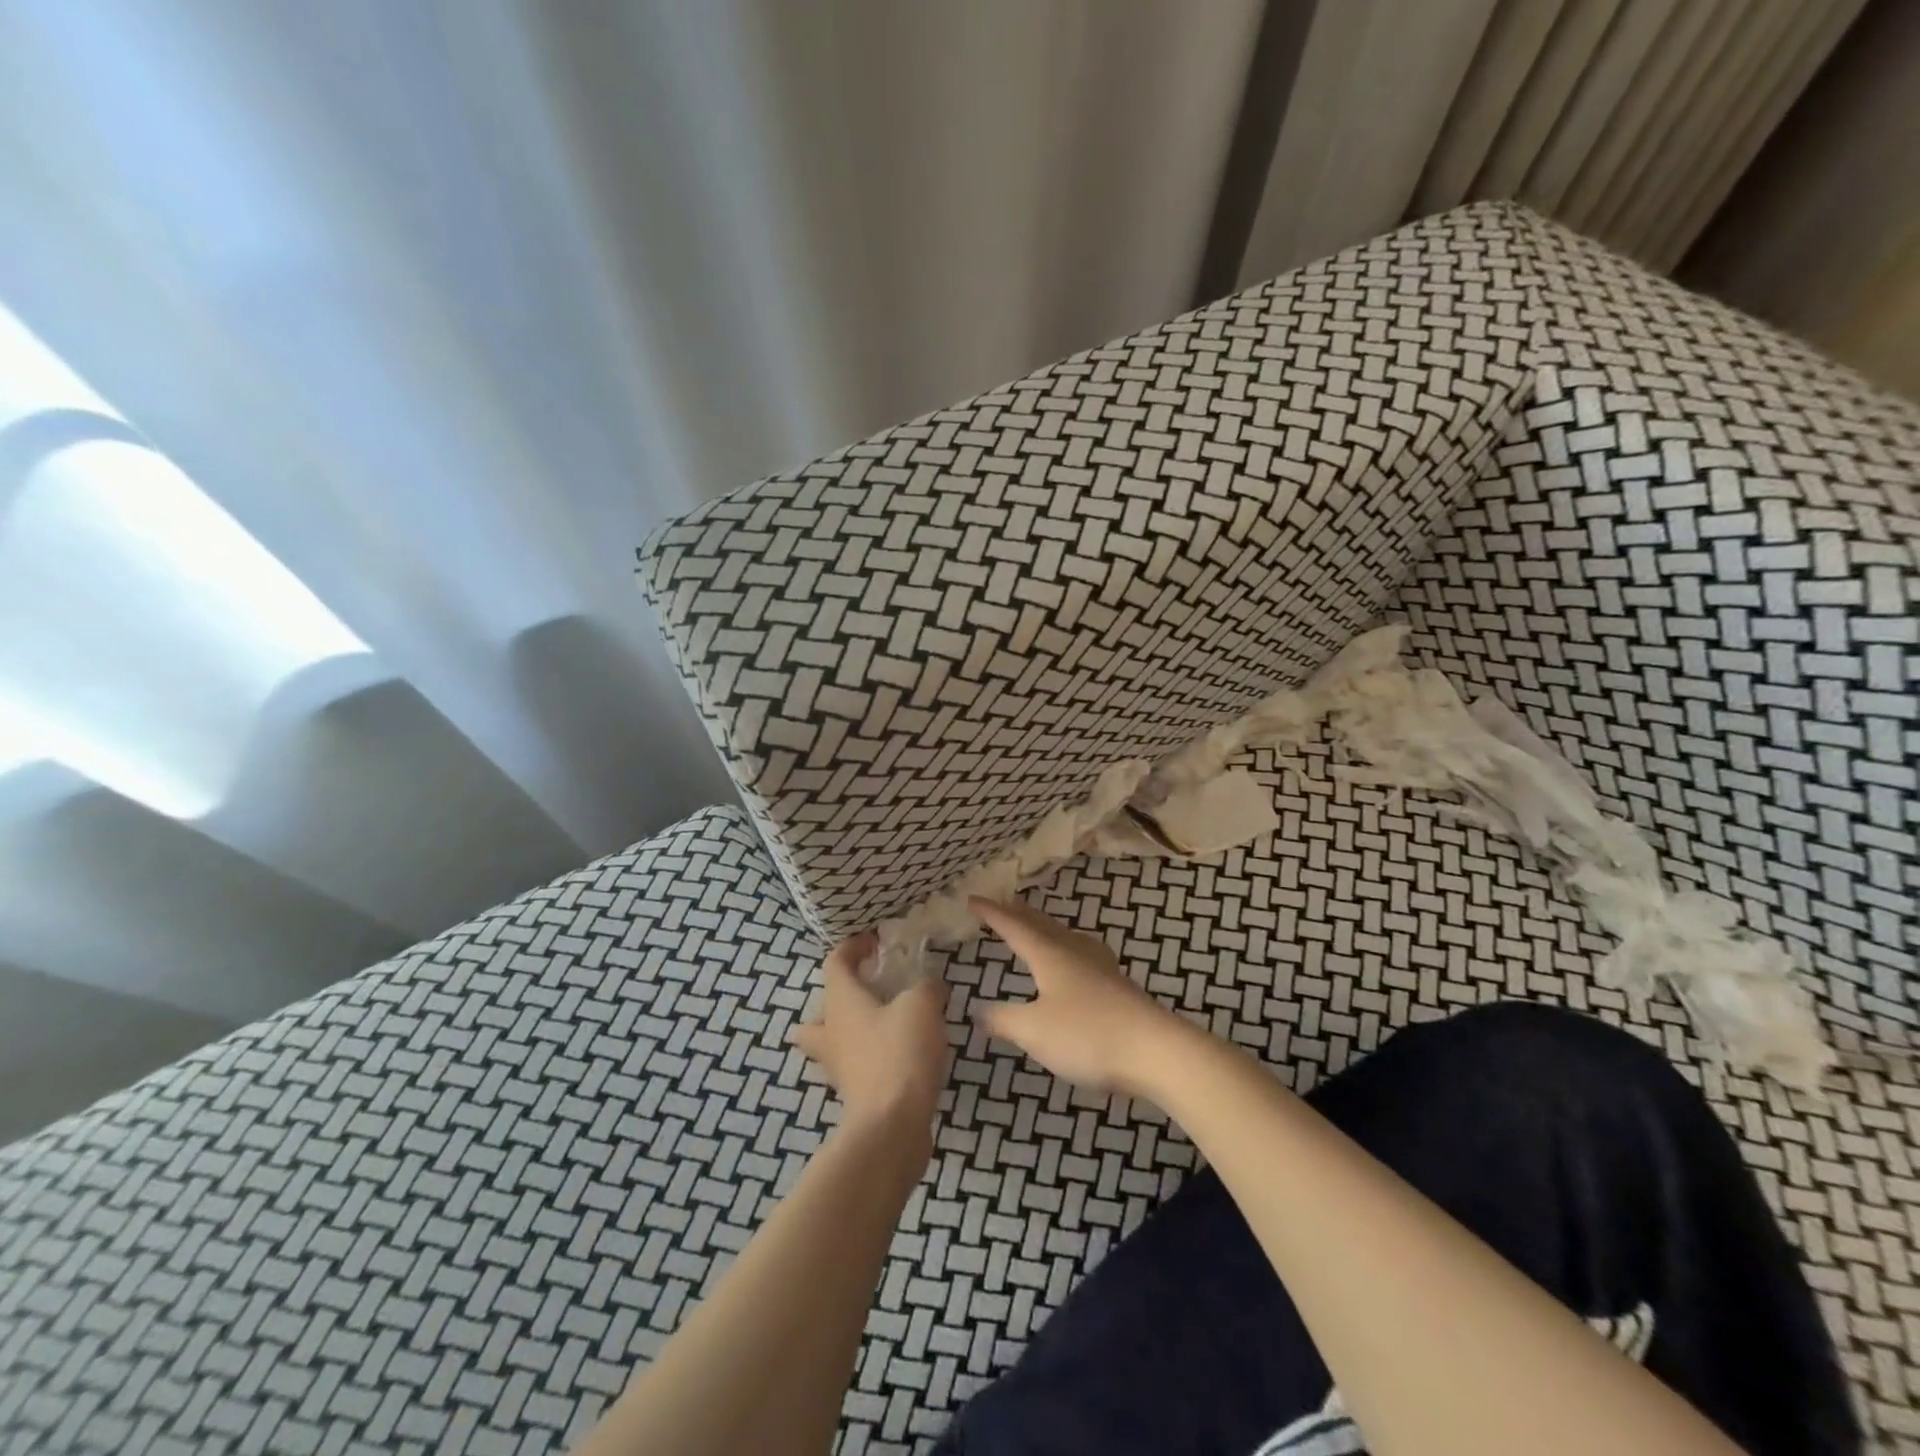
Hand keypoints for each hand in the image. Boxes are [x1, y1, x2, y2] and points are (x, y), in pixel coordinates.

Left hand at [790, 933, 950, 1143]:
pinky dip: (873, 1055)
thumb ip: (927, 986)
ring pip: (835, 1040)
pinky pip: (857, 1064)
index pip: (835, 962)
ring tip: (889, 1023)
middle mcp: (831, 1031)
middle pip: (821, 1009)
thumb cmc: (899, 1053)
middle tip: (873, 990)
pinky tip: (904, 1054)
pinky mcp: (856, 1093)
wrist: (891, 1126)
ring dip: (854, 1029)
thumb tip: (930, 984)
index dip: (853, 946)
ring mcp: (839, 1066)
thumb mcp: (922, 1005)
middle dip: (842, 996)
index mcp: (840, 1001)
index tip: (876, 942)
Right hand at [969, 897, 1179, 1093]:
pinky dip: (1065, 949)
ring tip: (1034, 927)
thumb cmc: (1087, 1034)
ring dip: (1044, 929)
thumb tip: (975, 1009)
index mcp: (1049, 954)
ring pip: (1064, 936)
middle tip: (1002, 905)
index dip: (992, 913)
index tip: (972, 899)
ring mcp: (1100, 966)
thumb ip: (1002, 1019)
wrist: (1156, 1051)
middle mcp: (1074, 951)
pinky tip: (1074, 962)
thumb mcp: (1034, 1031)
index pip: (1014, 926)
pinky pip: (1081, 954)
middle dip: (1019, 914)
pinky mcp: (1117, 985)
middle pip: (1042, 924)